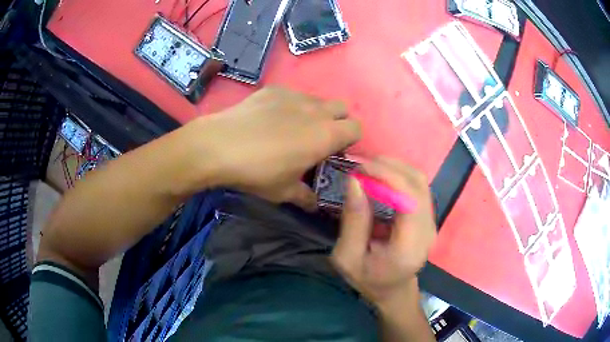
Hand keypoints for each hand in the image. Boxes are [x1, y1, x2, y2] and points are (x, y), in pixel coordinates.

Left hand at [182, 87, 360, 208]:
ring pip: (317, 100)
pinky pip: (292, 95)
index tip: (334, 152)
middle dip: (337, 121)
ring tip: (290, 128)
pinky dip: (289, 105)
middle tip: (316, 139)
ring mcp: (294, 95)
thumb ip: (306, 197)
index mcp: (326, 135)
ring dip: (314, 113)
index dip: (350, 140)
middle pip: (342, 107)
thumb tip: (314, 204)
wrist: (219, 146)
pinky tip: (268, 119)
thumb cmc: (258, 172)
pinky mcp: (273, 89)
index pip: (357, 128)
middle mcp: (316, 110)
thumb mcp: (284, 192)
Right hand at [331, 158, 436, 312]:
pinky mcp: (428, 216)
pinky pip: (417, 186)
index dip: (387, 176)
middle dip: (389, 167)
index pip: (409, 200)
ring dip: (394, 167)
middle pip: (417, 184)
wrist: (393, 290)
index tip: (360, 167)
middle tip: (360, 164)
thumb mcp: (348, 257)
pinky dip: (399, 175)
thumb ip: (353, 221)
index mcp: (409, 246)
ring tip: (368, 167)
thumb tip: (354, 181)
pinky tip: (380, 176)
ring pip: (420, 180)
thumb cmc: (368, 278)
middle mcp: (427, 231)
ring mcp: (431, 222)